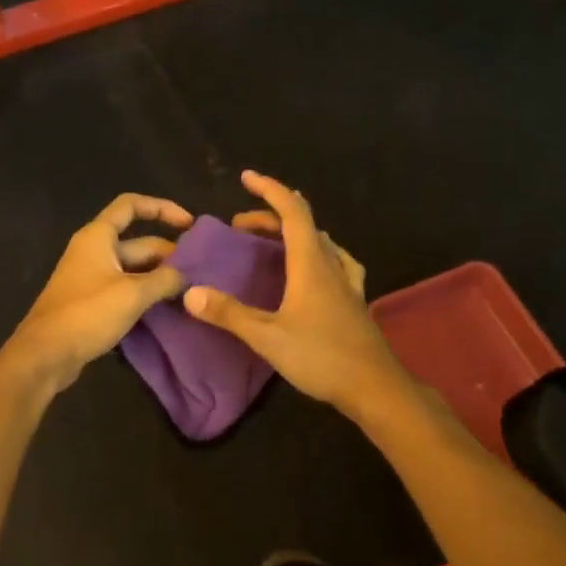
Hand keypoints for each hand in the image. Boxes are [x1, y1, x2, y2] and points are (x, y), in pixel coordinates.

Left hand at [3, 193, 192, 389]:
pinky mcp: (92, 303)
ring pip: (134, 269)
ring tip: (190, 291)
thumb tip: (187, 275)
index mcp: (98, 237)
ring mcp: (92, 278)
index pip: (131, 205)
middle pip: (138, 242)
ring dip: (159, 277)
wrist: (46, 354)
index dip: (162, 208)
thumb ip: (164, 280)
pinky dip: (145, 295)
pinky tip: (167, 309)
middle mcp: (94, 251)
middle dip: (169, 254)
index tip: (189, 224)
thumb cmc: (87, 314)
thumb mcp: (132, 294)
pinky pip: (125, 290)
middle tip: (199, 273)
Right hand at [184, 171, 411, 417]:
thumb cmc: (321, 357)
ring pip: (321, 242)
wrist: (375, 387)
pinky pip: (336, 263)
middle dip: (271, 216)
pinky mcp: (354, 302)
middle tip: (241, 226)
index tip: (246, 178)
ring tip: (272, 242)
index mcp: (311, 265)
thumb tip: (191, 293)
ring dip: (294, 233)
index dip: (270, 190)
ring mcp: (347, 283)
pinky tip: (316, 269)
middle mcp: (331, 265)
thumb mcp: (267, 337)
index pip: (292, 212)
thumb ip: (229, 314)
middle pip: (304, 225)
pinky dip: (317, 254)